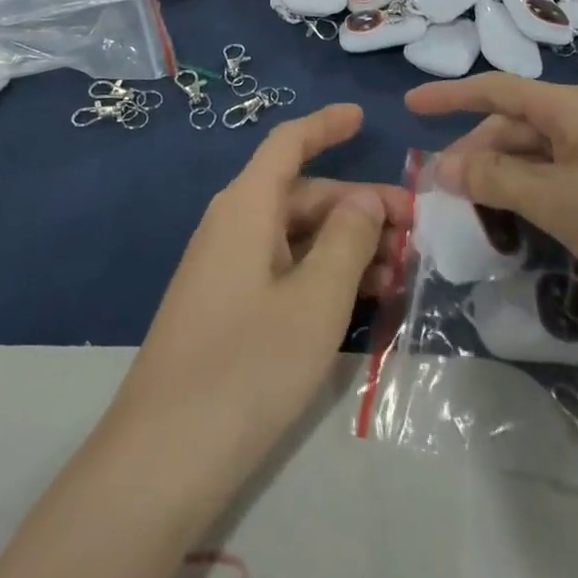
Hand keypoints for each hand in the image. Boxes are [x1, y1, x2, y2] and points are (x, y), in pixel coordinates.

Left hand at [112, 105, 409, 480]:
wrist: (162, 460)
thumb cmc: (247, 364)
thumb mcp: (316, 298)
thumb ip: (348, 239)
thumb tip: (365, 198)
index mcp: (246, 206)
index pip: (288, 143)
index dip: (325, 125)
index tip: (362, 116)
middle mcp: (232, 226)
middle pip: (301, 194)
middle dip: (358, 206)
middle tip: (415, 232)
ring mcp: (226, 269)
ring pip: (296, 236)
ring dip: (347, 246)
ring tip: (399, 275)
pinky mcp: (227, 308)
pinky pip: (283, 270)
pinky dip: (323, 274)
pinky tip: (361, 302)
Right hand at [406, 76, 577, 343]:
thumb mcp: (558, 201)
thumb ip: (497, 180)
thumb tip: (445, 166)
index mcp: (570, 109)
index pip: (495, 90)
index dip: (449, 96)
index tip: (409, 107)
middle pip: (513, 125)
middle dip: (474, 154)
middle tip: (442, 193)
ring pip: (535, 156)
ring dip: (501, 180)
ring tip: (475, 215)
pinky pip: (559, 180)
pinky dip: (531, 197)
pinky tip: (521, 226)